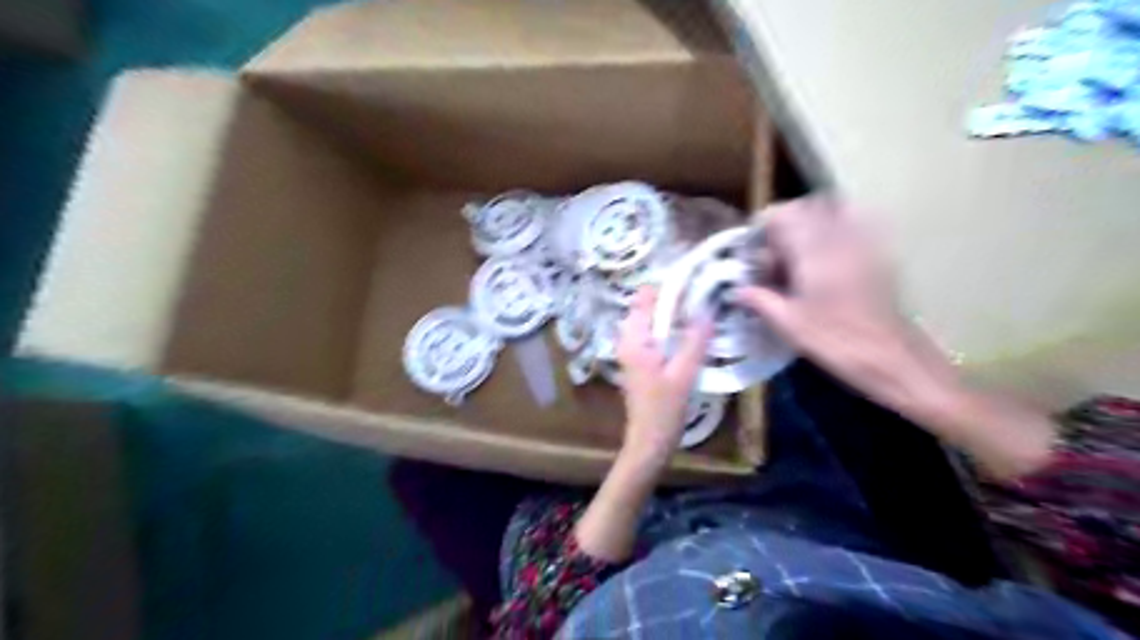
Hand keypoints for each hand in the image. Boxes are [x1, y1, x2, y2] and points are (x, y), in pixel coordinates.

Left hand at [576, 287, 708, 562]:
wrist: (648, 442)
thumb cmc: (664, 410)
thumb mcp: (684, 373)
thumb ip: (695, 340)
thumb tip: (708, 309)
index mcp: (634, 339)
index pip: (645, 297)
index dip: (668, 286)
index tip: (695, 280)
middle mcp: (627, 340)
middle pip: (647, 307)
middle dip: (672, 299)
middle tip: (702, 297)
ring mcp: (631, 351)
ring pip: (650, 321)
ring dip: (671, 314)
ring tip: (700, 311)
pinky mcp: (638, 362)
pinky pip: (652, 334)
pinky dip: (667, 329)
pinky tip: (688, 334)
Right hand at [736, 197, 950, 410]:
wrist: (889, 357)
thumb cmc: (834, 341)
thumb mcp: (787, 324)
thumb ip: (759, 300)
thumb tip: (737, 290)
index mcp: (813, 252)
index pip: (784, 215)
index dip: (764, 225)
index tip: (754, 247)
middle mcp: (838, 239)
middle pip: (808, 207)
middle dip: (786, 222)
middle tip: (774, 252)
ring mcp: (862, 245)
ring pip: (832, 212)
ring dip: (810, 223)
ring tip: (798, 252)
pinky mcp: (877, 256)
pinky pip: (855, 227)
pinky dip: (835, 231)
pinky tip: (827, 256)